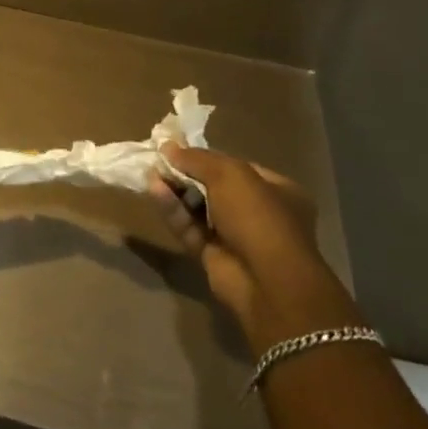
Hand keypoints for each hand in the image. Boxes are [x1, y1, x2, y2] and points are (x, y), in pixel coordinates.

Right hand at [145, 145, 347, 351]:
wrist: (266, 282)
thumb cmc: (257, 216)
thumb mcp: (229, 174)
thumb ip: (197, 158)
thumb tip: (168, 146)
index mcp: (276, 190)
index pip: (236, 167)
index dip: (206, 157)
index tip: (177, 148)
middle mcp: (258, 213)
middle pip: (214, 187)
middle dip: (186, 174)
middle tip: (159, 160)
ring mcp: (236, 237)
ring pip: (199, 209)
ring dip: (176, 191)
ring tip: (151, 172)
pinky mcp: (214, 257)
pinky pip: (190, 229)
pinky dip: (173, 211)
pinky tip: (154, 191)